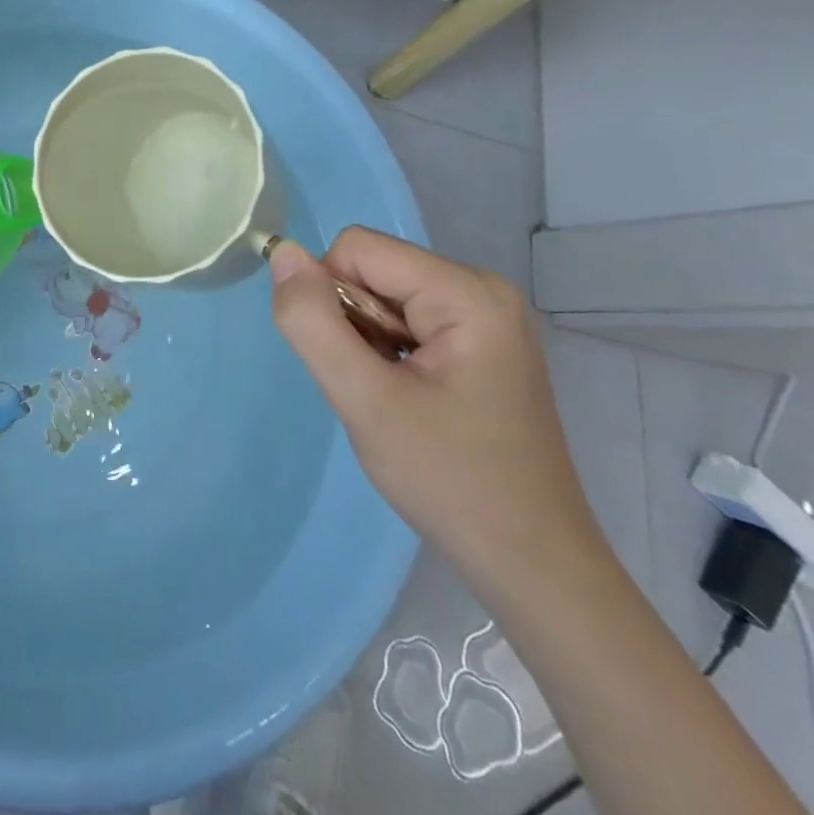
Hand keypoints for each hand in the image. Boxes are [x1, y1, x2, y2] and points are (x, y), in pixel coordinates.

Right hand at [269, 229, 602, 593]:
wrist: (532, 565)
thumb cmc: (449, 481)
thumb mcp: (365, 401)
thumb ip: (313, 322)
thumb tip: (282, 251)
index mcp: (467, 292)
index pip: (358, 249)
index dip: (332, 298)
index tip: (354, 362)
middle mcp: (482, 289)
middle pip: (374, 270)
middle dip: (354, 323)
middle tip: (377, 389)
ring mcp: (487, 317)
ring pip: (385, 296)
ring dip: (369, 342)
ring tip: (395, 400)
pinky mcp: (483, 343)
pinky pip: (408, 319)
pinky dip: (390, 353)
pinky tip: (411, 401)